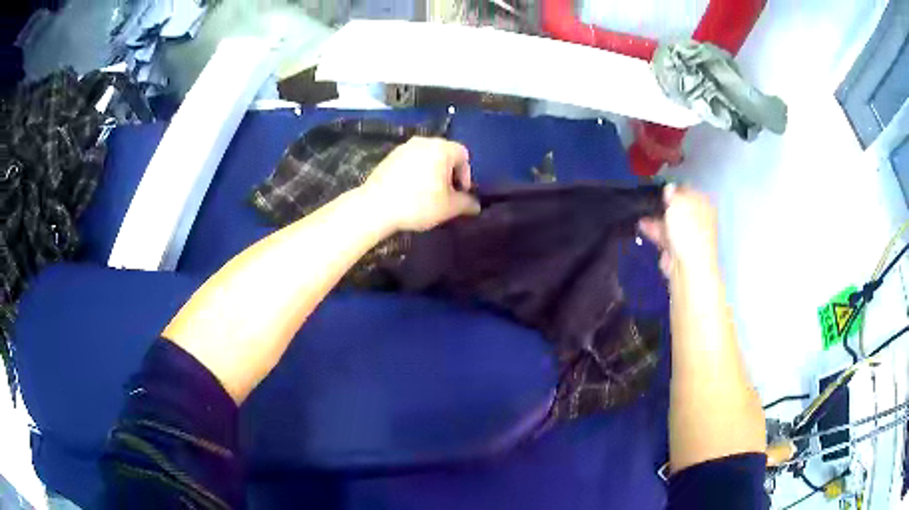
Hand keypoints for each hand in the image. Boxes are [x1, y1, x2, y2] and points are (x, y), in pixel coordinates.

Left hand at [360, 137, 481, 231]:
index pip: (463, 155)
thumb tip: (476, 205)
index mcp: (441, 148)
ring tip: (428, 194)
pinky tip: (410, 192)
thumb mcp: (449, 207)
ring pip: (427, 158)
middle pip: (445, 154)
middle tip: (447, 194)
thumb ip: (466, 203)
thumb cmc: (418, 204)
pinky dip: (416, 173)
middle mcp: (423, 142)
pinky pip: (411, 162)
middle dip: (449, 173)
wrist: (376, 206)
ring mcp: (404, 147)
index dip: (466, 175)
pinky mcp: (389, 157)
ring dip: (432, 173)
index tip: (460, 193)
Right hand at [638, 185, 718, 276]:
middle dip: (665, 205)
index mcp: (704, 204)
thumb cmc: (687, 230)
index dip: (675, 189)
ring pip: (672, 223)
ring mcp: (689, 236)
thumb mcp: (678, 204)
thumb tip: (670, 188)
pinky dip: (656, 232)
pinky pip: (666, 237)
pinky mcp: (678, 250)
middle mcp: (699, 219)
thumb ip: (673, 194)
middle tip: (651, 201)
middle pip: (680, 208)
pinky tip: (643, 226)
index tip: (661, 188)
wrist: (688, 266)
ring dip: (657, 219)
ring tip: (641, 215)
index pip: (689, 190)